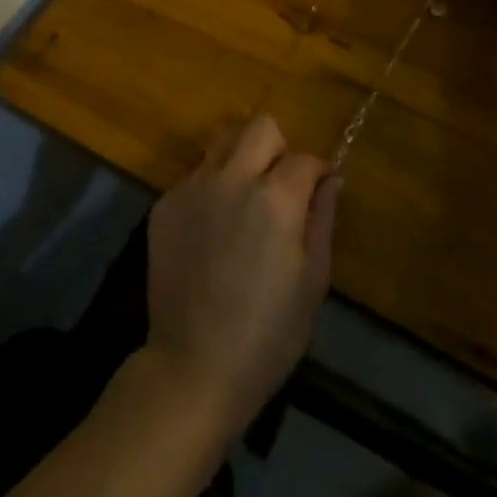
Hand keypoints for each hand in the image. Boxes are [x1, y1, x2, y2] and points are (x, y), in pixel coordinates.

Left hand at [143, 116, 339, 438]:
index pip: (304, 158)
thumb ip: (322, 220)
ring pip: (222, 143)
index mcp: (275, 199)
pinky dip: (211, 188)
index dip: (317, 171)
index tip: (318, 189)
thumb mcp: (313, 282)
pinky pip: (195, 175)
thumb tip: (332, 179)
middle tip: (280, 186)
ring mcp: (192, 188)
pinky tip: (213, 230)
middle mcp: (231, 179)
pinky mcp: (164, 204)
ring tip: (244, 200)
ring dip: (241, 159)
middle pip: (260, 127)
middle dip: (278, 148)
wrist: (193, 368)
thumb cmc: (267, 335)